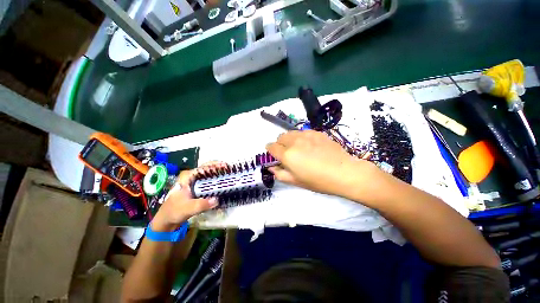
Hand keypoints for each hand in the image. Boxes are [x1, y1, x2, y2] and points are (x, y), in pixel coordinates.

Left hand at [150, 162, 226, 231]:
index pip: (204, 167)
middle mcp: (192, 177)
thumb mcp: (187, 208)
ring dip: (219, 174)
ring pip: (209, 175)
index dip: (216, 165)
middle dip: (219, 168)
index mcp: (188, 176)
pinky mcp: (197, 188)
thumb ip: (201, 204)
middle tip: (231, 170)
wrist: (167, 220)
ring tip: (229, 175)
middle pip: (208, 169)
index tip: (226, 166)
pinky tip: (223, 184)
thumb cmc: (174, 211)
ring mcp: (195, 182)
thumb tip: (217, 200)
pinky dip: (216, 181)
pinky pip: (209, 182)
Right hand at [266, 130, 378, 197]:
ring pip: (291, 132)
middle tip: (287, 153)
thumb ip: (280, 174)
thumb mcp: (296, 182)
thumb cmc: (318, 181)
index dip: (270, 150)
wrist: (343, 172)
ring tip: (298, 148)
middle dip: (280, 144)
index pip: (271, 147)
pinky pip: (303, 131)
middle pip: (280, 137)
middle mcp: (294, 141)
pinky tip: (310, 145)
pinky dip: (301, 137)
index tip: (274, 154)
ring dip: (290, 139)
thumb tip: (271, 168)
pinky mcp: (316, 132)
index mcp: (287, 155)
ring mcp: (306, 135)